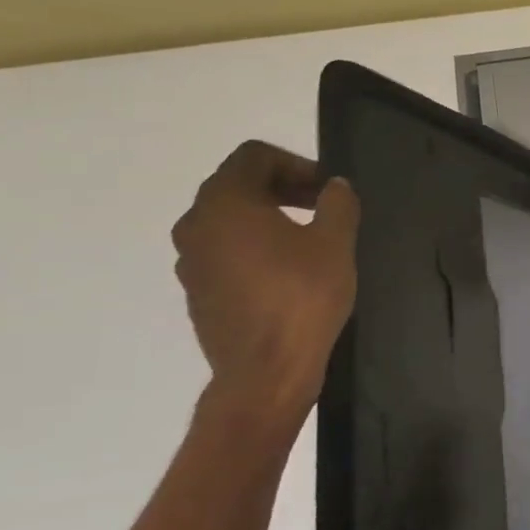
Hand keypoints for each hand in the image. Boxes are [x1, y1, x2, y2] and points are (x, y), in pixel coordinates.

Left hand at [171, 141, 359, 414]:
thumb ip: (337, 203)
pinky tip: (287, 273)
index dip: (296, 163)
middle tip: (323, 208)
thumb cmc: (302, 299)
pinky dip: (254, 248)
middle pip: (238, 185)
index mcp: (225, 202)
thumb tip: (335, 186)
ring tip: (308, 240)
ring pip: (229, 220)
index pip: (254, 156)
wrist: (264, 373)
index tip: (327, 189)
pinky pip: (224, 251)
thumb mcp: (335, 244)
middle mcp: (196, 223)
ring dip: (267, 218)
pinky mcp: (198, 290)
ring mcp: (191, 259)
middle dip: (283, 188)